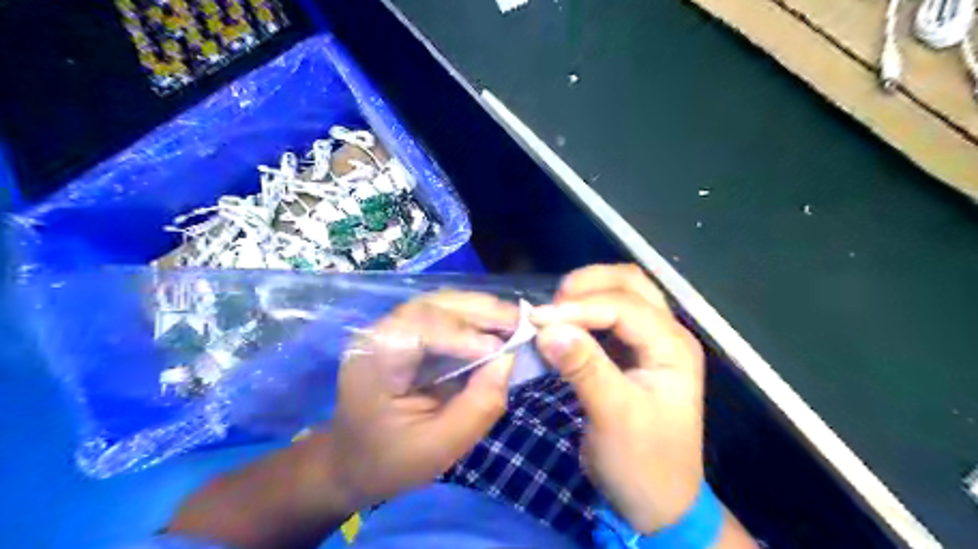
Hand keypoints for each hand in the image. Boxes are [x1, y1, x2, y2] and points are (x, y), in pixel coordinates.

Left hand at [170, 292, 518, 548]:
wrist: (350, 460)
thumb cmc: (390, 460)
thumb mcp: (438, 448)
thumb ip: (477, 407)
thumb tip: (508, 360)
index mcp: (375, 362)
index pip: (419, 330)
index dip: (462, 335)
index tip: (500, 351)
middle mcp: (378, 334)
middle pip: (431, 306)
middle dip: (479, 311)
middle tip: (520, 321)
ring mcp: (390, 328)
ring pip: (439, 303)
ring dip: (479, 308)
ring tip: (513, 320)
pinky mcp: (404, 331)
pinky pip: (441, 313)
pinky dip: (471, 315)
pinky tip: (493, 324)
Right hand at [534, 265, 703, 530]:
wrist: (657, 502)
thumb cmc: (642, 463)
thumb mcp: (613, 417)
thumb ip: (583, 368)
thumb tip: (547, 328)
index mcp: (672, 347)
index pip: (624, 307)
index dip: (580, 308)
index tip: (538, 319)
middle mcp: (666, 335)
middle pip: (630, 283)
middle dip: (588, 285)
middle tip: (552, 304)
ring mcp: (650, 342)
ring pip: (620, 294)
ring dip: (586, 294)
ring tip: (554, 310)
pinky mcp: (631, 353)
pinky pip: (608, 317)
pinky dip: (583, 312)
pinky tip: (562, 325)